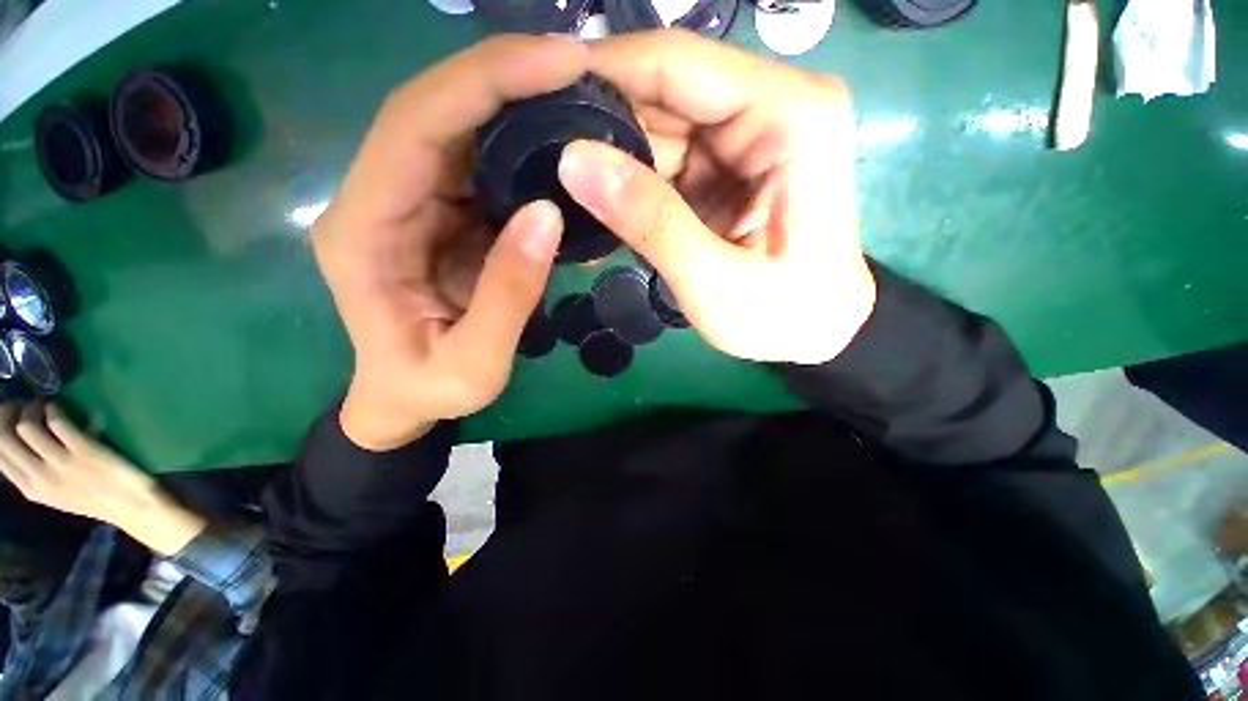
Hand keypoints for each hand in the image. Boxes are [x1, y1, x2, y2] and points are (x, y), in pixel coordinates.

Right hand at [0, 403, 205, 555]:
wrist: (133, 507)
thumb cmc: (95, 497)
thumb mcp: (54, 492)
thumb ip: (37, 473)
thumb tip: (22, 440)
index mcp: (30, 489)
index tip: (9, 414)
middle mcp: (39, 478)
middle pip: (4, 438)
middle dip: (8, 414)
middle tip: (22, 403)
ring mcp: (61, 465)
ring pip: (25, 427)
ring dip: (31, 408)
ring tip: (42, 403)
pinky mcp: (84, 451)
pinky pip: (57, 422)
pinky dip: (53, 408)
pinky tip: (58, 406)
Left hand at [315, 36, 586, 449]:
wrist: (404, 398)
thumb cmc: (427, 390)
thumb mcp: (472, 365)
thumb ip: (508, 296)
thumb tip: (547, 215)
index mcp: (364, 231)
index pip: (414, 124)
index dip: (484, 82)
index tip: (558, 62)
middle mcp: (378, 197)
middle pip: (435, 108)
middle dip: (506, 75)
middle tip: (579, 67)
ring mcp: (410, 201)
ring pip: (458, 127)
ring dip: (516, 102)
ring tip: (578, 94)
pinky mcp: (440, 212)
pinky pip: (479, 161)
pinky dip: (520, 142)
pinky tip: (558, 138)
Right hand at [557, 29, 874, 364]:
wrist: (816, 330)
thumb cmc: (783, 315)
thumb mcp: (715, 281)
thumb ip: (650, 221)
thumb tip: (572, 161)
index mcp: (790, 115)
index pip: (679, 64)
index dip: (603, 72)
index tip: (535, 95)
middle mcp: (771, 105)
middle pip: (664, 90)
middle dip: (599, 120)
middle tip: (537, 151)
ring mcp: (746, 135)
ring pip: (658, 125)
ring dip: (610, 157)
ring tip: (559, 184)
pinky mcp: (727, 165)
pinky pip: (665, 159)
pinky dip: (630, 183)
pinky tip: (597, 205)